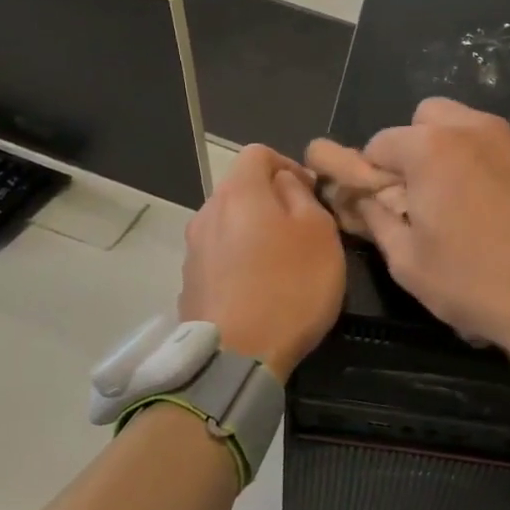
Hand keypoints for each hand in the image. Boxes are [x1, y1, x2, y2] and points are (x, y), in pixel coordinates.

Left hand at [179, 145, 344, 379]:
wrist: (237, 357)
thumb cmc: (290, 286)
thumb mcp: (319, 231)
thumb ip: (302, 195)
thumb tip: (285, 182)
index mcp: (239, 192)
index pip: (258, 152)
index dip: (288, 164)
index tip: (312, 193)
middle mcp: (207, 213)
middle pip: (241, 189)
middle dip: (272, 201)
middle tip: (304, 230)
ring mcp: (193, 251)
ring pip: (230, 225)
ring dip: (255, 233)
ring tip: (283, 263)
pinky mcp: (190, 285)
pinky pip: (220, 258)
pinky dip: (240, 262)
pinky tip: (260, 290)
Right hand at [308, 99, 509, 363]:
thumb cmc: (475, 284)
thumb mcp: (408, 262)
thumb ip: (377, 220)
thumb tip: (364, 200)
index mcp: (433, 149)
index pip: (382, 141)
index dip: (372, 171)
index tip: (380, 202)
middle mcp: (479, 131)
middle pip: (432, 116)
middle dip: (417, 145)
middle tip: (423, 191)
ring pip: (479, 129)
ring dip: (462, 153)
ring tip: (470, 202)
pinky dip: (504, 172)